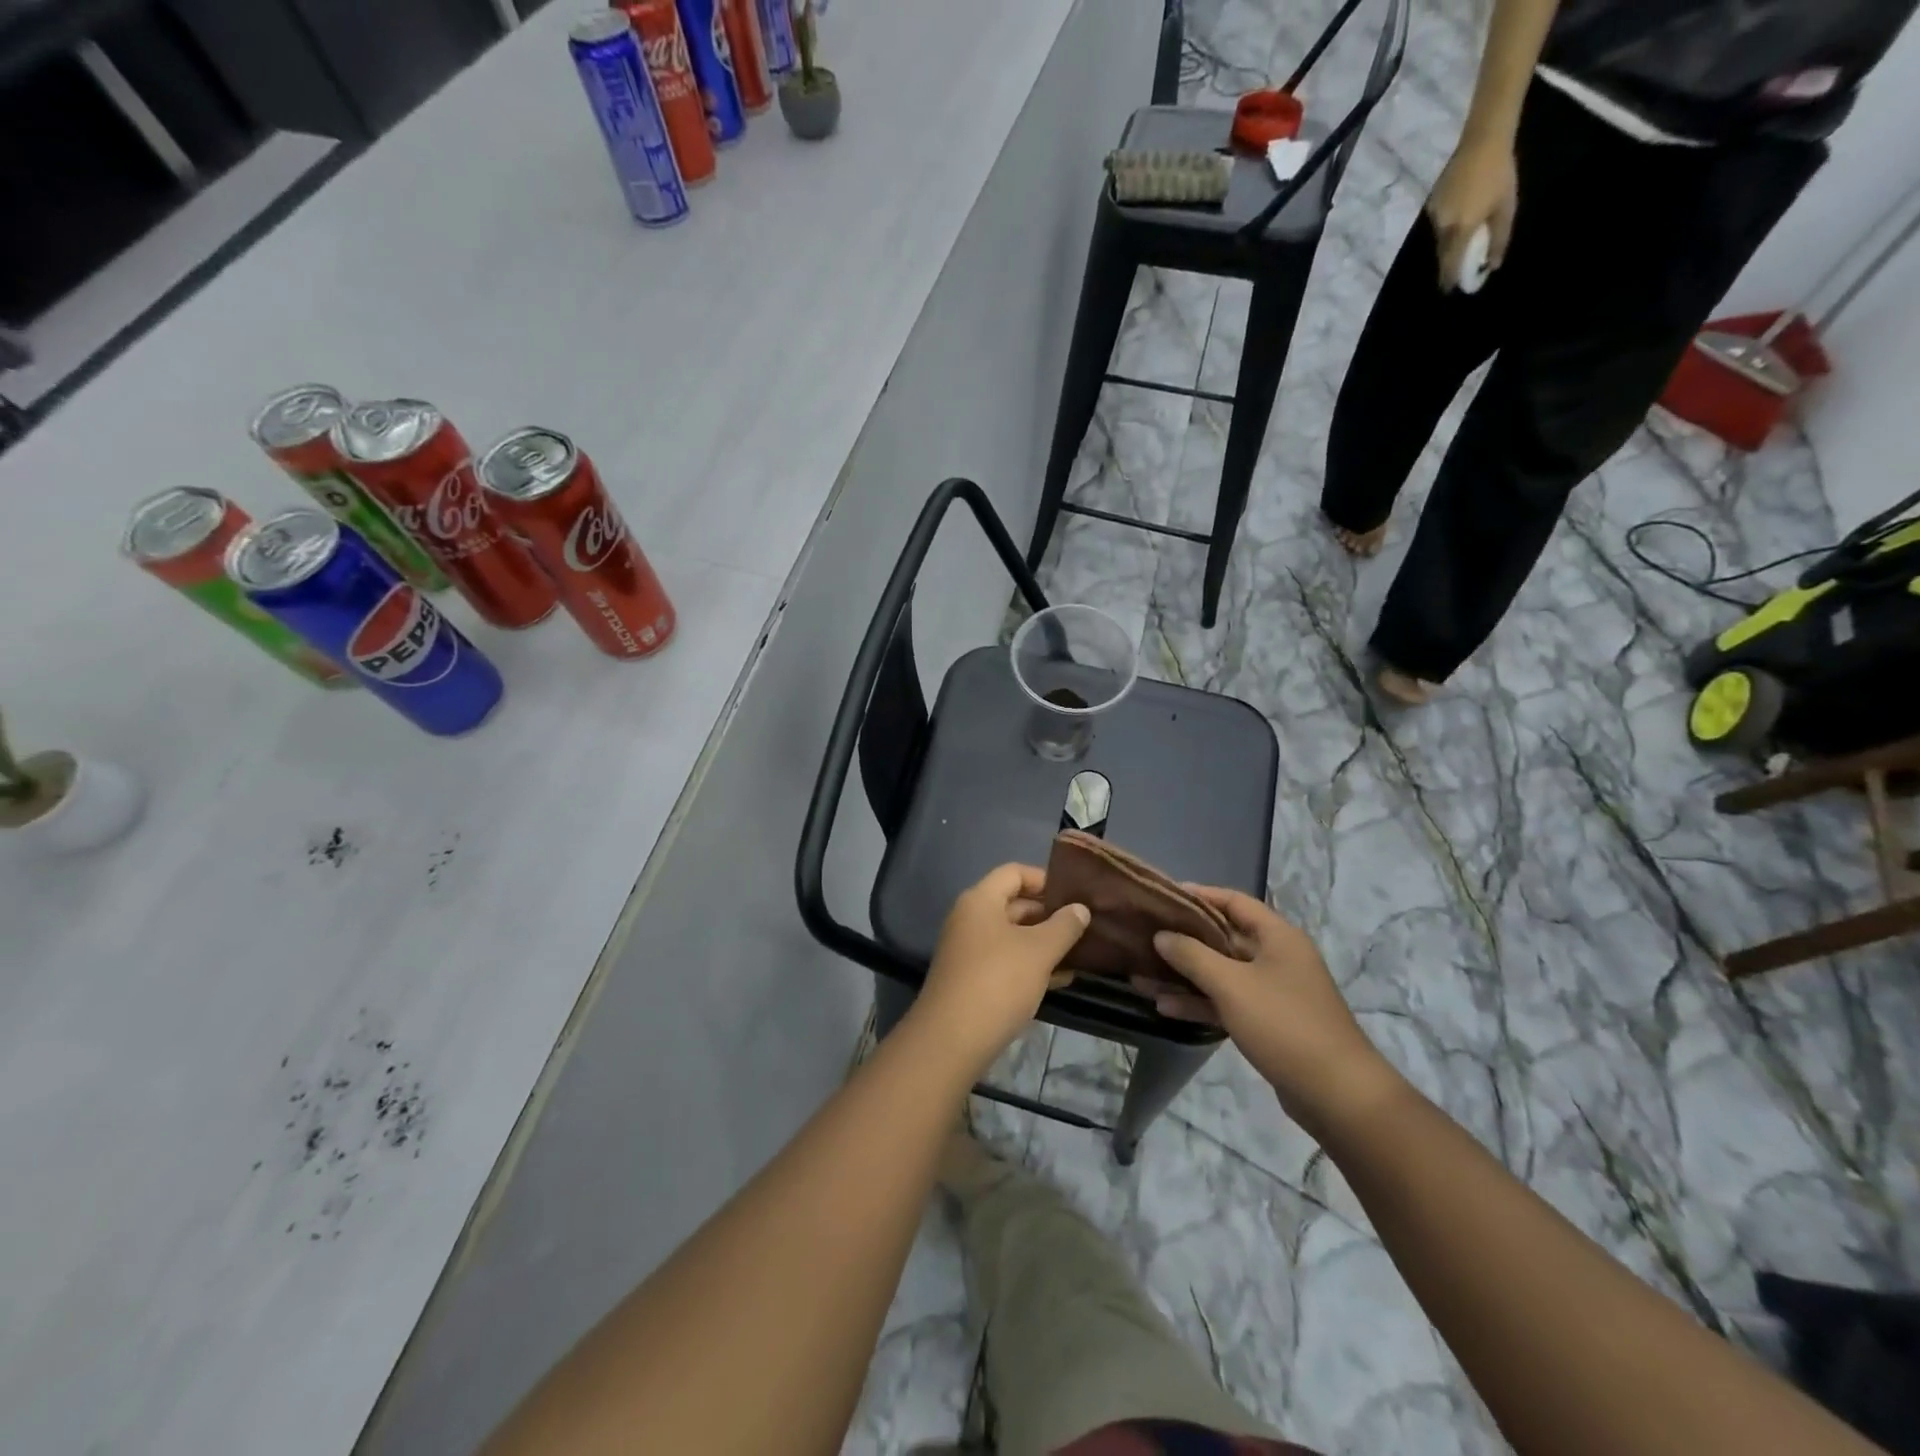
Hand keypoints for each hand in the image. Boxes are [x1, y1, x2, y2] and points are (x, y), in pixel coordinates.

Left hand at [911, 864, 1089, 1075]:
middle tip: (1085, 925)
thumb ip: (1064, 926)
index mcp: (980, 900)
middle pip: (1014, 903)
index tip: (1075, 895)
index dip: (1045, 879)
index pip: (1014, 873)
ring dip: (1045, 942)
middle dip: (1050, 914)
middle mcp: (971, 919)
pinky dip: (1032, 965)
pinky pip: (1007, 960)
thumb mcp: (1039, 951)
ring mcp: (969, 950)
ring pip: (1013, 936)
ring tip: (1081, 952)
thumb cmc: (998, 981)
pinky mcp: (973, 979)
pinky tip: (1062, 979)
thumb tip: (1080, 909)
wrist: (952, 1039)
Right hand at [1146, 887, 1400, 1139]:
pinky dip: (1199, 1002)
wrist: (1337, 1094)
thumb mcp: (1232, 985)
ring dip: (1184, 975)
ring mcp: (1272, 991)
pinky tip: (1165, 1006)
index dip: (1198, 895)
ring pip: (1220, 973)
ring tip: (1141, 976)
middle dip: (1183, 940)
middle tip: (1143, 936)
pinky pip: (1226, 1001)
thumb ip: (1192, 955)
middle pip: (1223, 937)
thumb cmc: (1284, 1024)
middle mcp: (1276, 957)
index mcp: (1277, 936)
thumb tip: (1161, 935)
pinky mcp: (1267, 1022)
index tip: (1161, 897)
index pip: (1233, 901)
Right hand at [1426, 136, 1516, 289]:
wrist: (1483, 140)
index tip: (1450, 289)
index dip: (1449, 279)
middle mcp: (1442, 227)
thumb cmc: (1500, 173)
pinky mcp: (1431, 205)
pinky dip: (1446, 227)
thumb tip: (1492, 265)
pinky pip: (1438, 224)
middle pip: (1442, 253)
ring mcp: (1434, 216)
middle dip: (1449, 262)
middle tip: (1457, 267)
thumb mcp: (1506, 207)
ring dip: (1448, 243)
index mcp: (1460, 229)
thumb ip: (1499, 239)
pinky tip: (1458, 217)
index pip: (1449, 264)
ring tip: (1462, 239)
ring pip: (1440, 239)